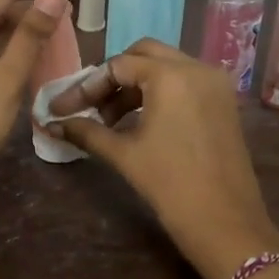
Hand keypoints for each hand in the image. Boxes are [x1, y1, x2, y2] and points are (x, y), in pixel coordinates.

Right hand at [45, 39, 278, 278]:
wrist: (224, 222)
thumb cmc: (170, 185)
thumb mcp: (124, 155)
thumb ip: (87, 132)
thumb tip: (53, 125)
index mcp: (171, 76)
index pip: (118, 66)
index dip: (86, 87)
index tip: (62, 109)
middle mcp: (197, 68)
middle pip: (144, 55)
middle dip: (113, 77)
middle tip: (91, 106)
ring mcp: (216, 84)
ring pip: (167, 68)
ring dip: (136, 86)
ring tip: (111, 120)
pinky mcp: (225, 103)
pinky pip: (186, 83)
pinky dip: (160, 93)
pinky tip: (141, 121)